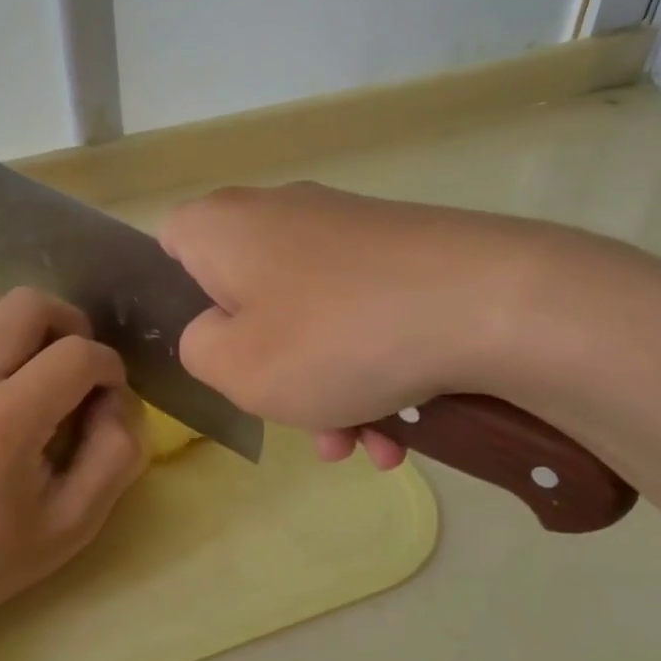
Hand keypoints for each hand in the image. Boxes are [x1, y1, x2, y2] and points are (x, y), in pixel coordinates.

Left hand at [0, 289, 145, 628]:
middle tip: (82, 374)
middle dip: (73, 327)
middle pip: (30, 303)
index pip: (76, 354)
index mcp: (4, 422)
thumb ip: (115, 455)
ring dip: (33, 323)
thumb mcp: (73, 525)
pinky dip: (1, 331)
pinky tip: (13, 377)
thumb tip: (119, 400)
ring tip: (47, 368)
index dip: (110, 368)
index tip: (112, 401)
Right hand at [161, 183, 551, 467]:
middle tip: (291, 416)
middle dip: (267, 368)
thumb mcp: (235, 367)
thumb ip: (197, 350)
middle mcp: (282, 215)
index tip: (208, 351)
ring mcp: (348, 231)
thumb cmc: (334, 337)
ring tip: (361, 445)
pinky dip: (369, 370)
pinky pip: (362, 317)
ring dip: (326, 389)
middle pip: (247, 297)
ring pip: (310, 319)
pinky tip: (400, 431)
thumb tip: (217, 333)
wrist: (490, 303)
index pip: (170, 245)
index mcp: (225, 227)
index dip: (175, 302)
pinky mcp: (403, 252)